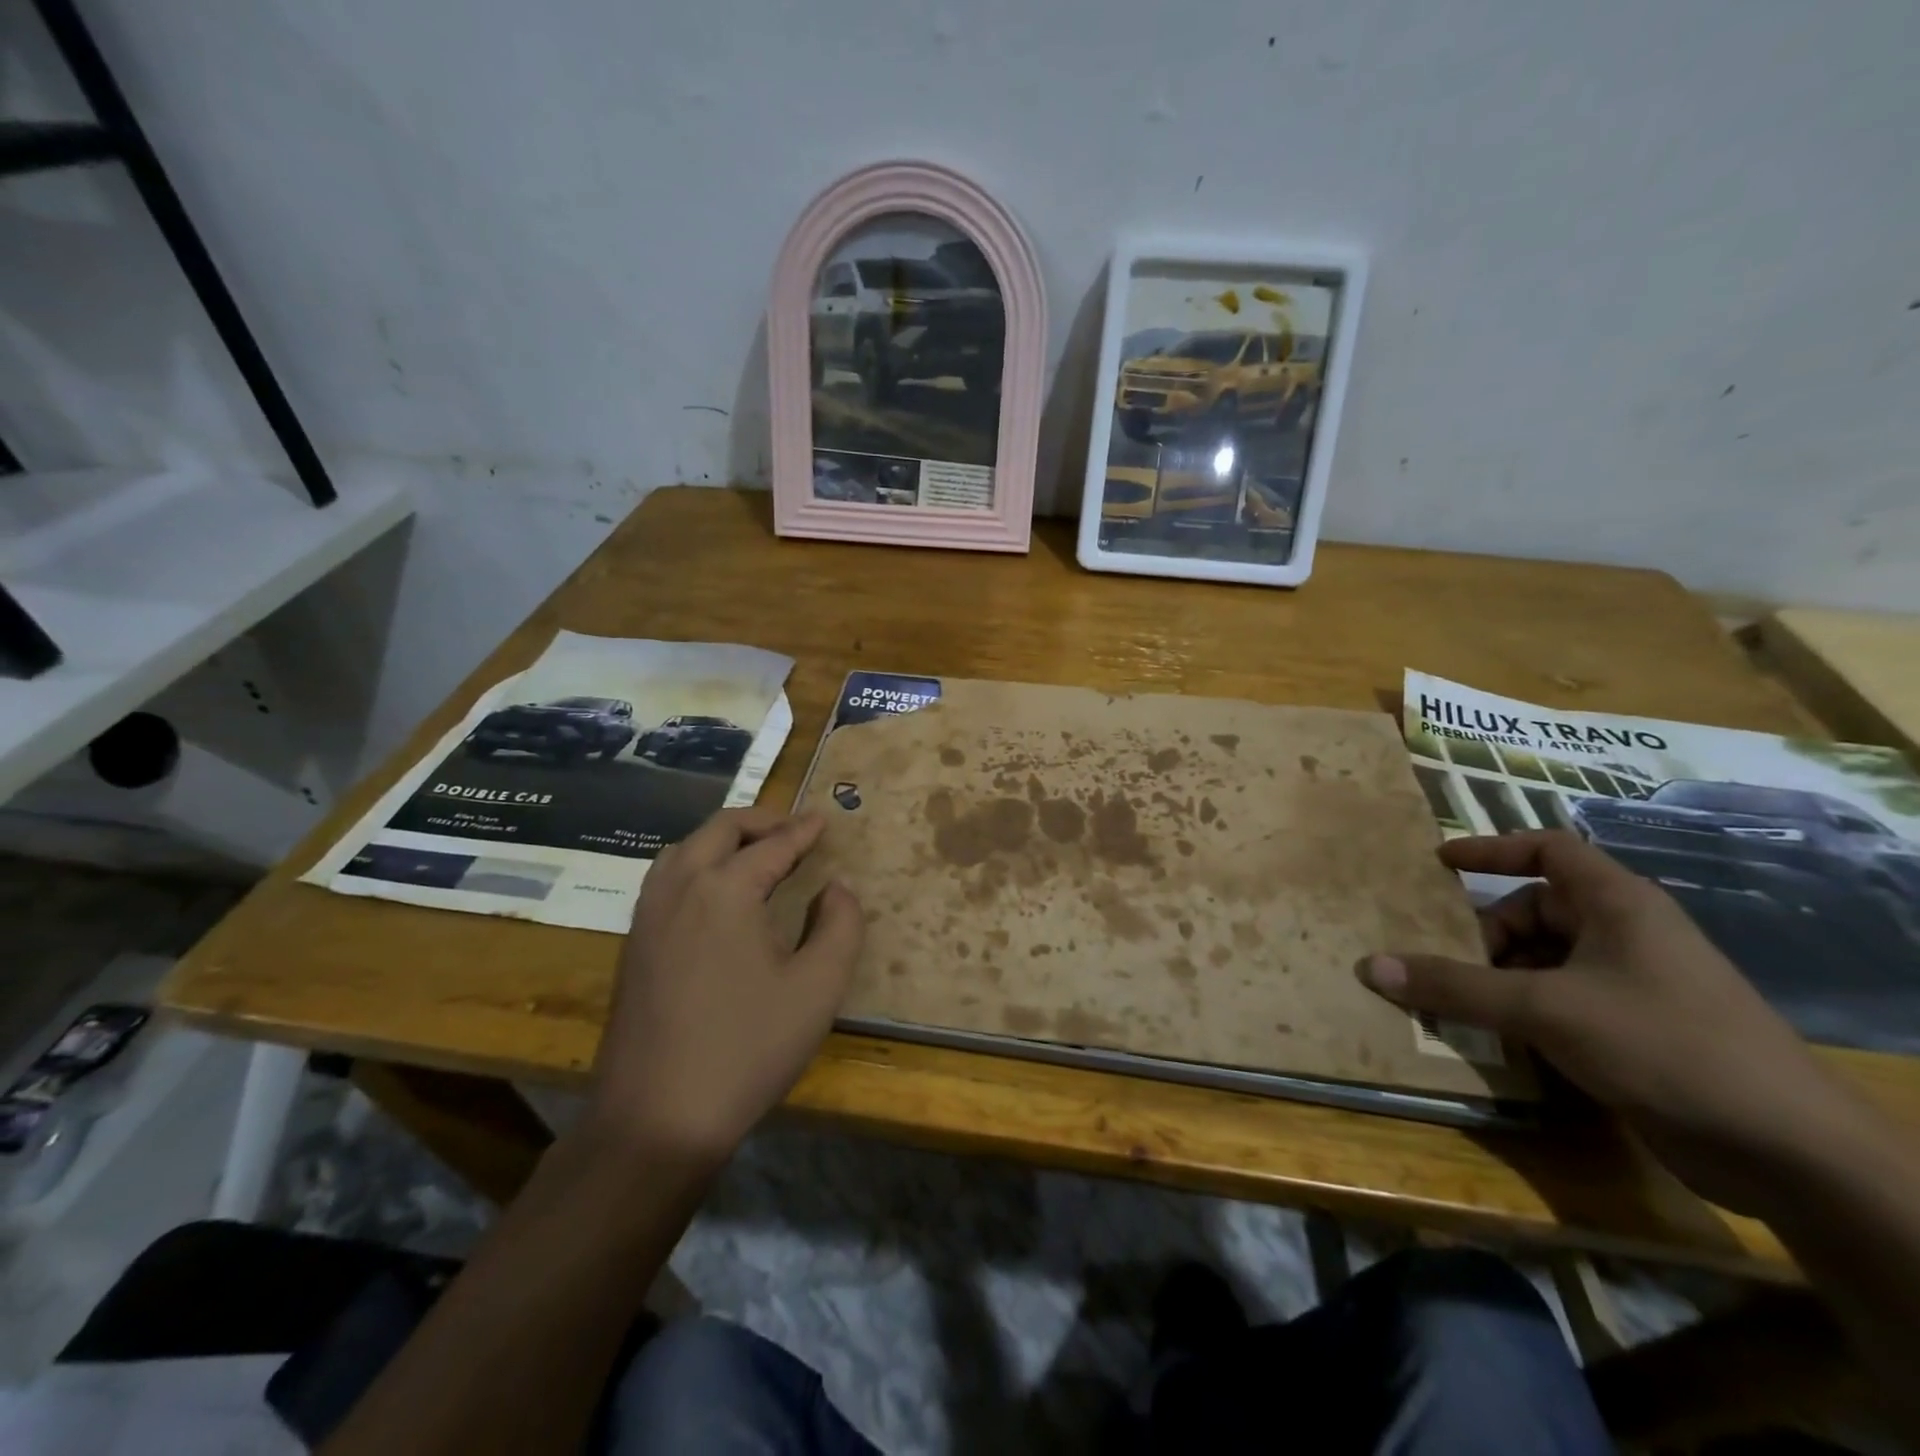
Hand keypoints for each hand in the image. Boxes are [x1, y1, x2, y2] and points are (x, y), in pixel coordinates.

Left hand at [586, 807, 862, 1162]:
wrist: (656, 1118)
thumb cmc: (748, 1049)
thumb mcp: (818, 988)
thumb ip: (840, 926)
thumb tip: (836, 888)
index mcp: (725, 890)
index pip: (772, 845)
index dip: (802, 831)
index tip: (823, 820)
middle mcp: (680, 888)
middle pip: (720, 830)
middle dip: (761, 821)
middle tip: (793, 828)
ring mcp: (648, 915)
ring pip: (685, 849)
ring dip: (723, 839)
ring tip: (756, 852)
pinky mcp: (633, 944)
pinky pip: (667, 878)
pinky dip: (697, 863)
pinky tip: (715, 892)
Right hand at [1357, 830, 1857, 1214]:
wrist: (1790, 1152)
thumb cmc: (1664, 1045)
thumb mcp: (1545, 1009)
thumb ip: (1455, 987)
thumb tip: (1370, 966)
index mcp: (1617, 905)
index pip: (1548, 850)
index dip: (1492, 848)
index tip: (1439, 863)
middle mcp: (1625, 934)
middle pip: (1534, 911)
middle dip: (1483, 934)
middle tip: (1438, 961)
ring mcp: (1634, 984)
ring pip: (1544, 961)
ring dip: (1496, 978)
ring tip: (1454, 1003)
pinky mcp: (1636, 1031)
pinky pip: (1560, 1001)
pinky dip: (1522, 1011)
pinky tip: (1496, 1038)